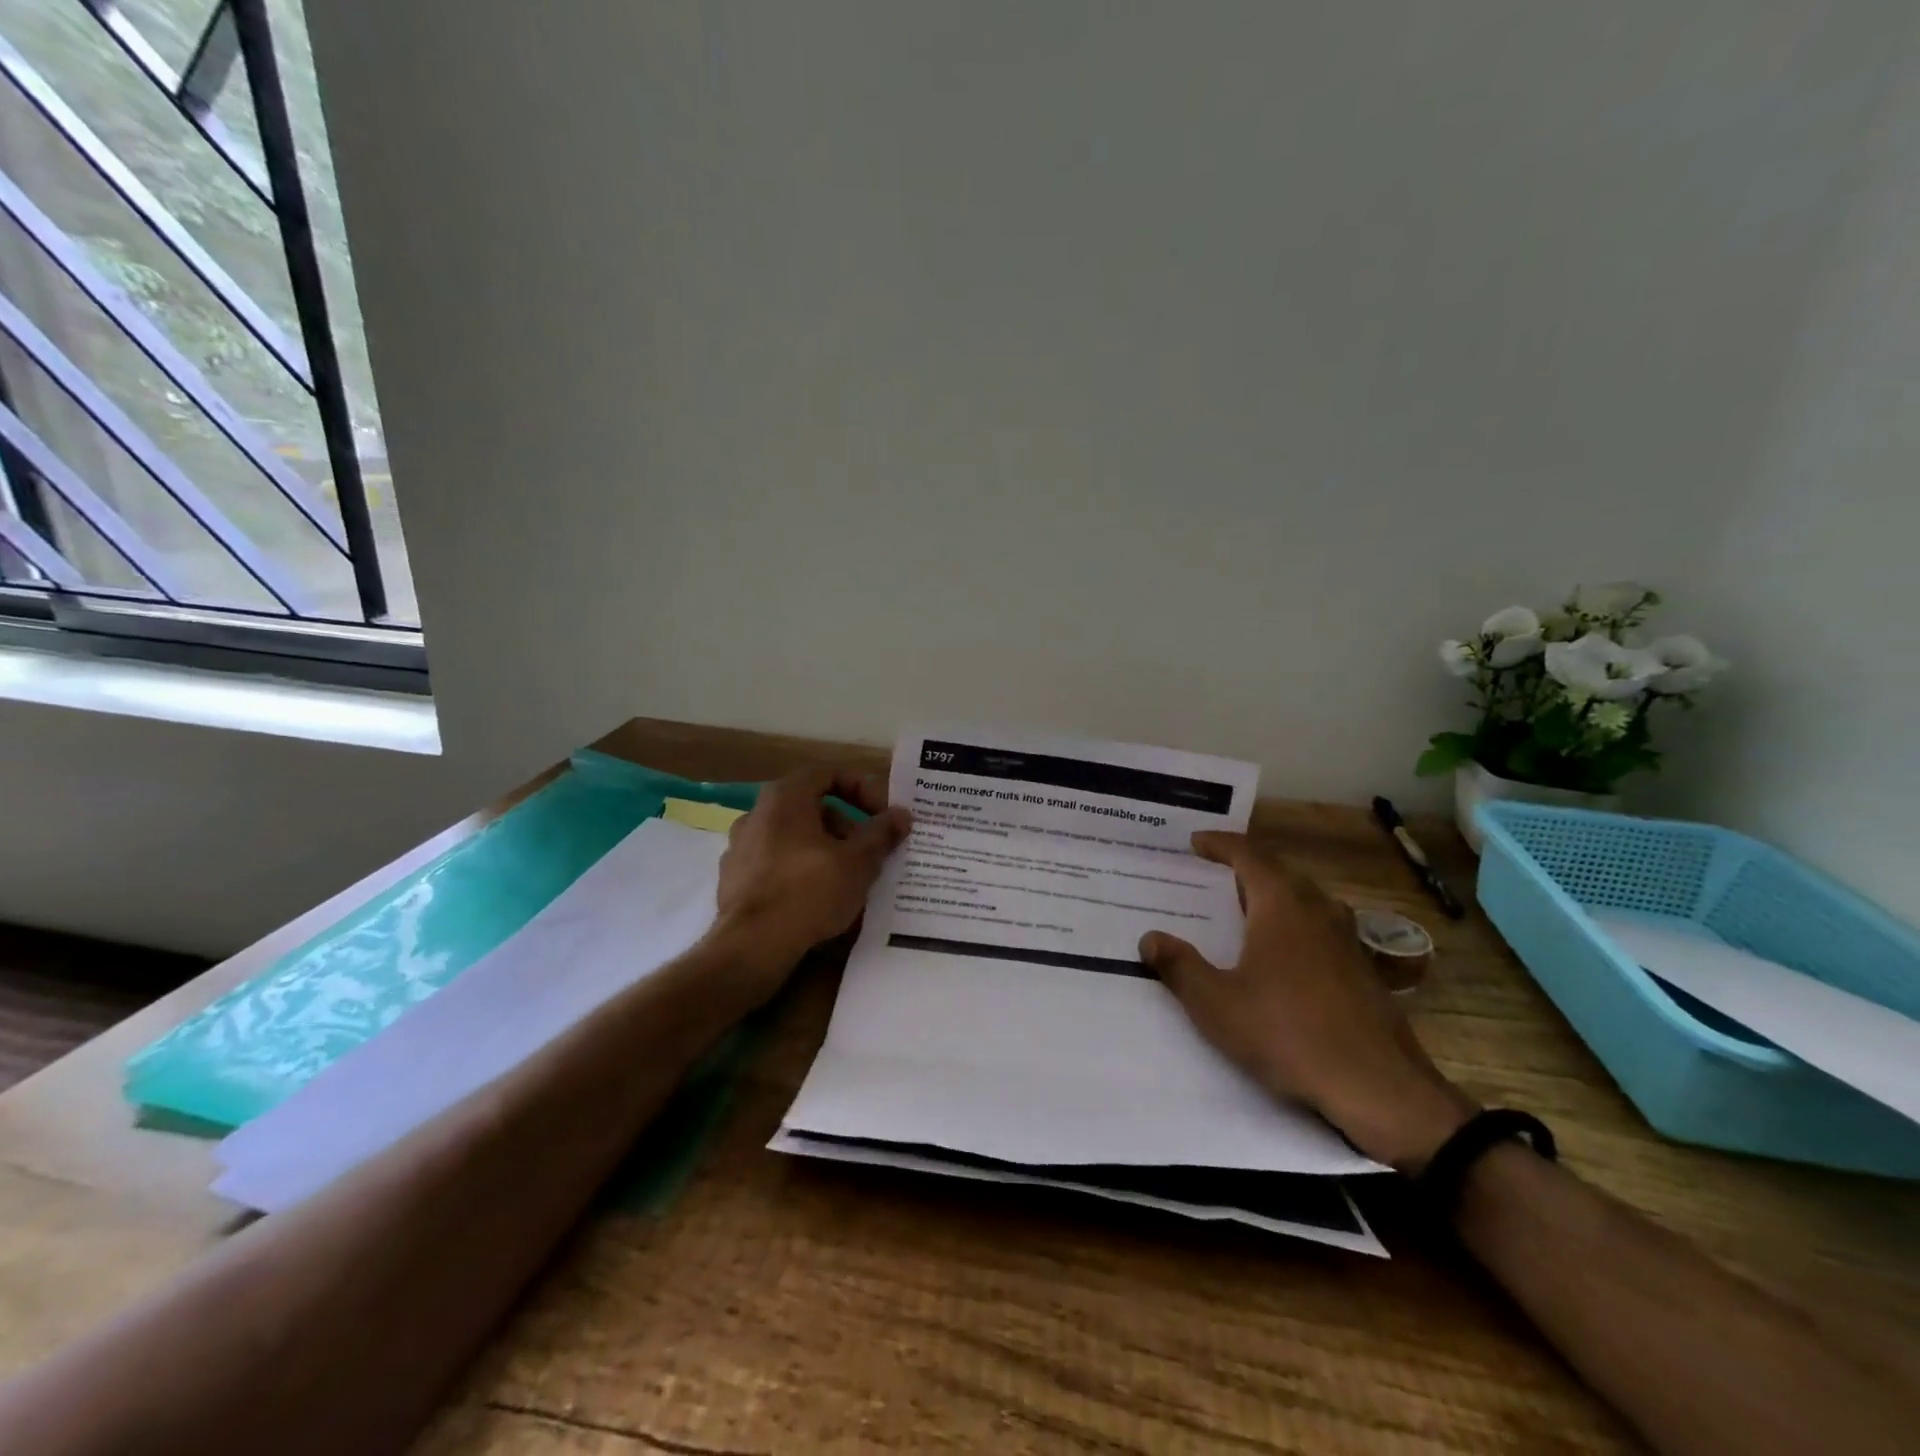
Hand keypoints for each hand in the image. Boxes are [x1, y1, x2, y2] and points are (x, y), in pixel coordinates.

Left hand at [710, 766, 910, 1002]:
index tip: (883, 814)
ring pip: (794, 837)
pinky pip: (776, 863)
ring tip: (849, 878)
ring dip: (825, 849)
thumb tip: (902, 815)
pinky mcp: (734, 879)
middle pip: (811, 806)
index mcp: (785, 798)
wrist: (752, 946)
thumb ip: (881, 833)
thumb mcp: (858, 862)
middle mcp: (757, 813)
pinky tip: (818, 898)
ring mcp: (740, 847)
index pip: (828, 774)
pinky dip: (800, 870)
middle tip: (870, 850)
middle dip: (846, 825)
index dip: (862, 788)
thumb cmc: (809, 892)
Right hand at [1139, 832, 1476, 1169]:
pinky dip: (1293, 922)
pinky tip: (1281, 954)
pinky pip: (1319, 926)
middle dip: (1245, 866)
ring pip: (1304, 898)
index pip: (1249, 856)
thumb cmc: (1290, 1035)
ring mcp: (1346, 939)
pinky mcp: (1362, 969)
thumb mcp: (1218, 1005)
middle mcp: (1317, 910)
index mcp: (1282, 906)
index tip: (1195, 842)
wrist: (1380, 1089)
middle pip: (1279, 871)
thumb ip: (1180, 967)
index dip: (1220, 844)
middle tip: (1213, 873)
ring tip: (1243, 907)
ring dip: (1272, 893)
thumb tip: (1150, 938)